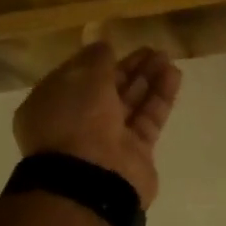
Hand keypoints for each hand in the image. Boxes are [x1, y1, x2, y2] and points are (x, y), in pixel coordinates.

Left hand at [14, 43, 181, 206]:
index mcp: (51, 106)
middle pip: (107, 90)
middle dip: (128, 68)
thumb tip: (103, 47)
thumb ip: (95, 60)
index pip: (76, 78)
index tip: (115, 46)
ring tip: (166, 56)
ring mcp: (107, 139)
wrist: (90, 178)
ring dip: (148, 78)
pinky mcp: (136, 152)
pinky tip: (173, 74)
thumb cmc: (74, 121)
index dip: (96, 61)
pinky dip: (160, 97)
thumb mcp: (80, 78)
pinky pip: (148, 118)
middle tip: (151, 49)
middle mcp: (77, 123)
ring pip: (130, 103)